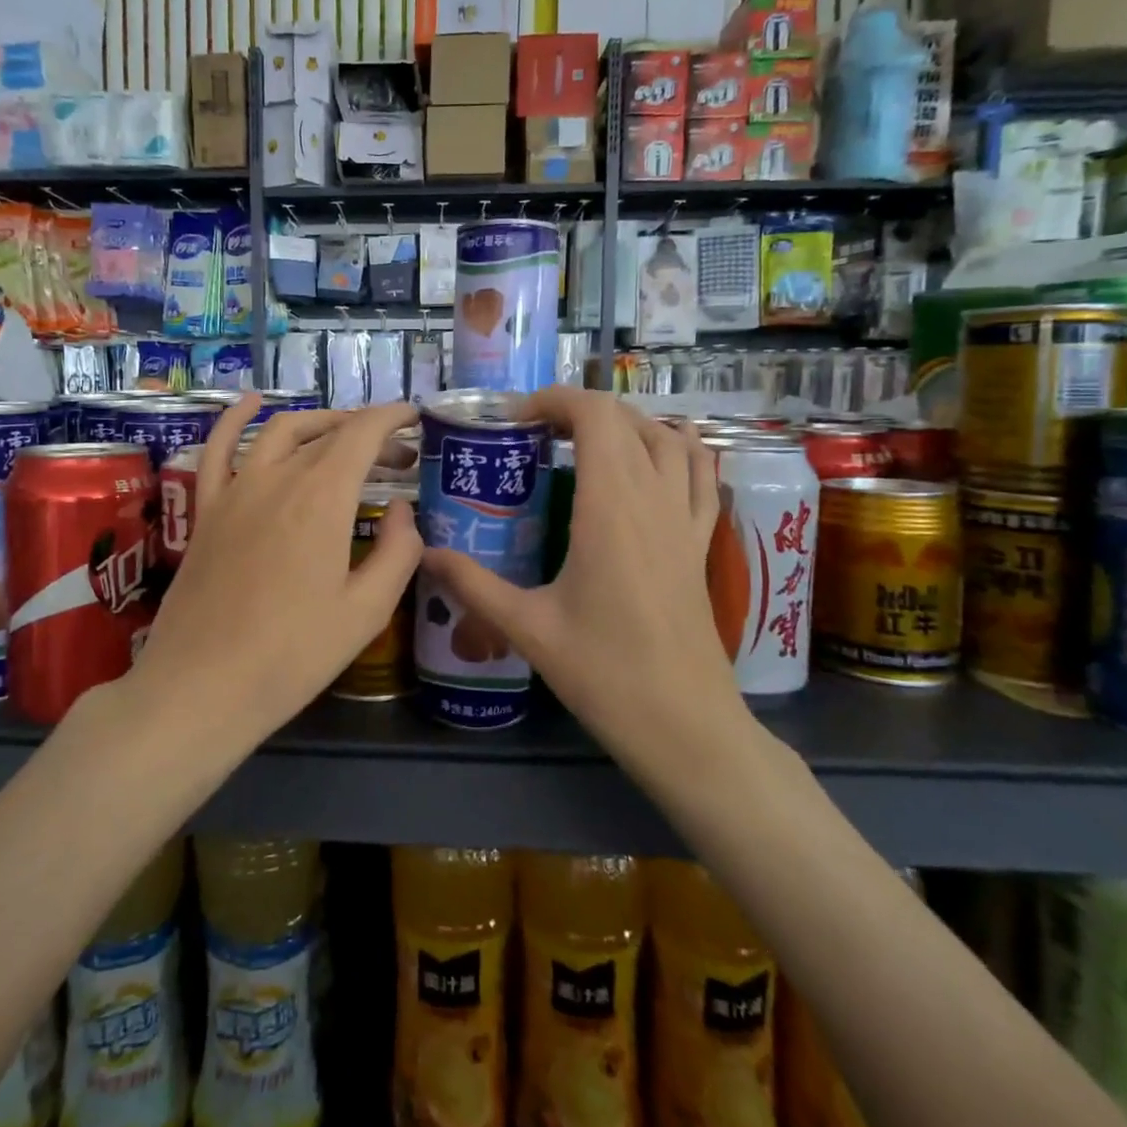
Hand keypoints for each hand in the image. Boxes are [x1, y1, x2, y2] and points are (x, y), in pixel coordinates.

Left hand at [133, 396, 421, 739]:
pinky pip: (217, 450)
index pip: (362, 433)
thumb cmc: (293, 655)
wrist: (202, 686)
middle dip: (367, 433)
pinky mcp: (207, 511)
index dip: (392, 418)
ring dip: (318, 422)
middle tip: (396, 456)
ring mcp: (235, 491)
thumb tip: (402, 510)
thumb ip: (398, 552)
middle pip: (328, 434)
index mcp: (322, 498)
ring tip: (343, 432)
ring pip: (279, 432)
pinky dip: (235, 419)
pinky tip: (250, 403)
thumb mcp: (366, 611)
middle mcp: (278, 478)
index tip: (415, 419)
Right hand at [422, 387, 750, 753]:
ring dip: (627, 422)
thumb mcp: (527, 627)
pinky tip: (656, 458)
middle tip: (535, 431)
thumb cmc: (604, 673)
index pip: (595, 417)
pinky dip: (678, 449)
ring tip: (587, 438)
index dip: (555, 400)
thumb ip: (472, 584)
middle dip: (579, 409)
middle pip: (627, 420)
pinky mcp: (701, 542)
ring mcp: (686, 519)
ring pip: (669, 438)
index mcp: (610, 507)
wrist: (685, 725)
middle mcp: (654, 499)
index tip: (516, 419)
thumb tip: (424, 553)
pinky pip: (701, 475)